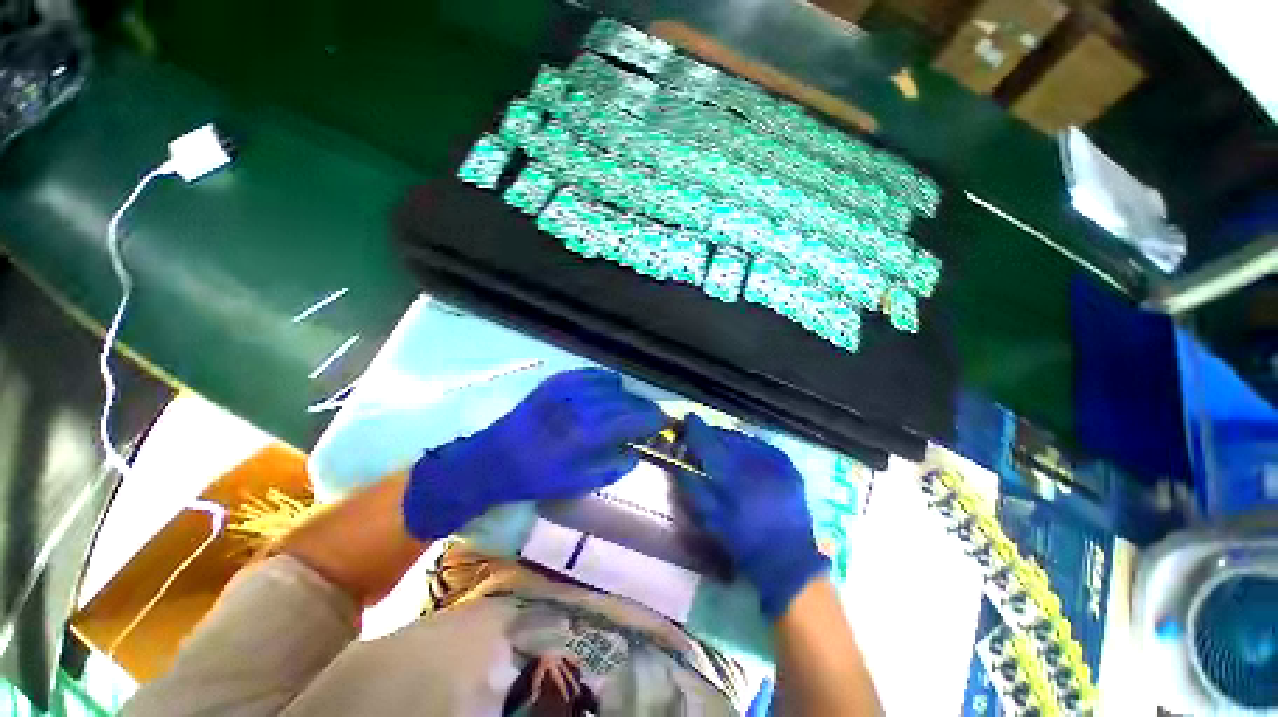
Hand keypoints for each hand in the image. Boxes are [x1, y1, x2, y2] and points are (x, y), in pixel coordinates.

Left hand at [403, 368, 665, 539]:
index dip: (653, 419)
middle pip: (625, 399)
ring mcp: (567, 389)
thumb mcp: (576, 484)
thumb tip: (636, 454)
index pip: (632, 419)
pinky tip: (610, 388)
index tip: (665, 421)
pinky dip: (606, 380)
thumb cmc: (535, 478)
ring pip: (611, 384)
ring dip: (627, 394)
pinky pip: (590, 373)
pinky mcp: (556, 381)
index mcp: (586, 434)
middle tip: (652, 415)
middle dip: (644, 406)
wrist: (493, 458)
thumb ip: (611, 467)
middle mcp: (580, 405)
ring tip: (631, 405)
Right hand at [678, 414, 828, 619]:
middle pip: (725, 434)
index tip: (686, 419)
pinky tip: (745, 457)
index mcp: (731, 471)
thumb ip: (692, 487)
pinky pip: (762, 445)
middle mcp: (753, 457)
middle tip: (702, 440)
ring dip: (729, 439)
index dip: (694, 427)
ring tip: (722, 448)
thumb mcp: (710, 518)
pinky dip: (748, 447)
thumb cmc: (743, 541)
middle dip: (712, 434)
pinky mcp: (788, 464)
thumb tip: (679, 464)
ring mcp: (774, 459)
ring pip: (743, 437)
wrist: (789, 559)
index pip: (707, 439)